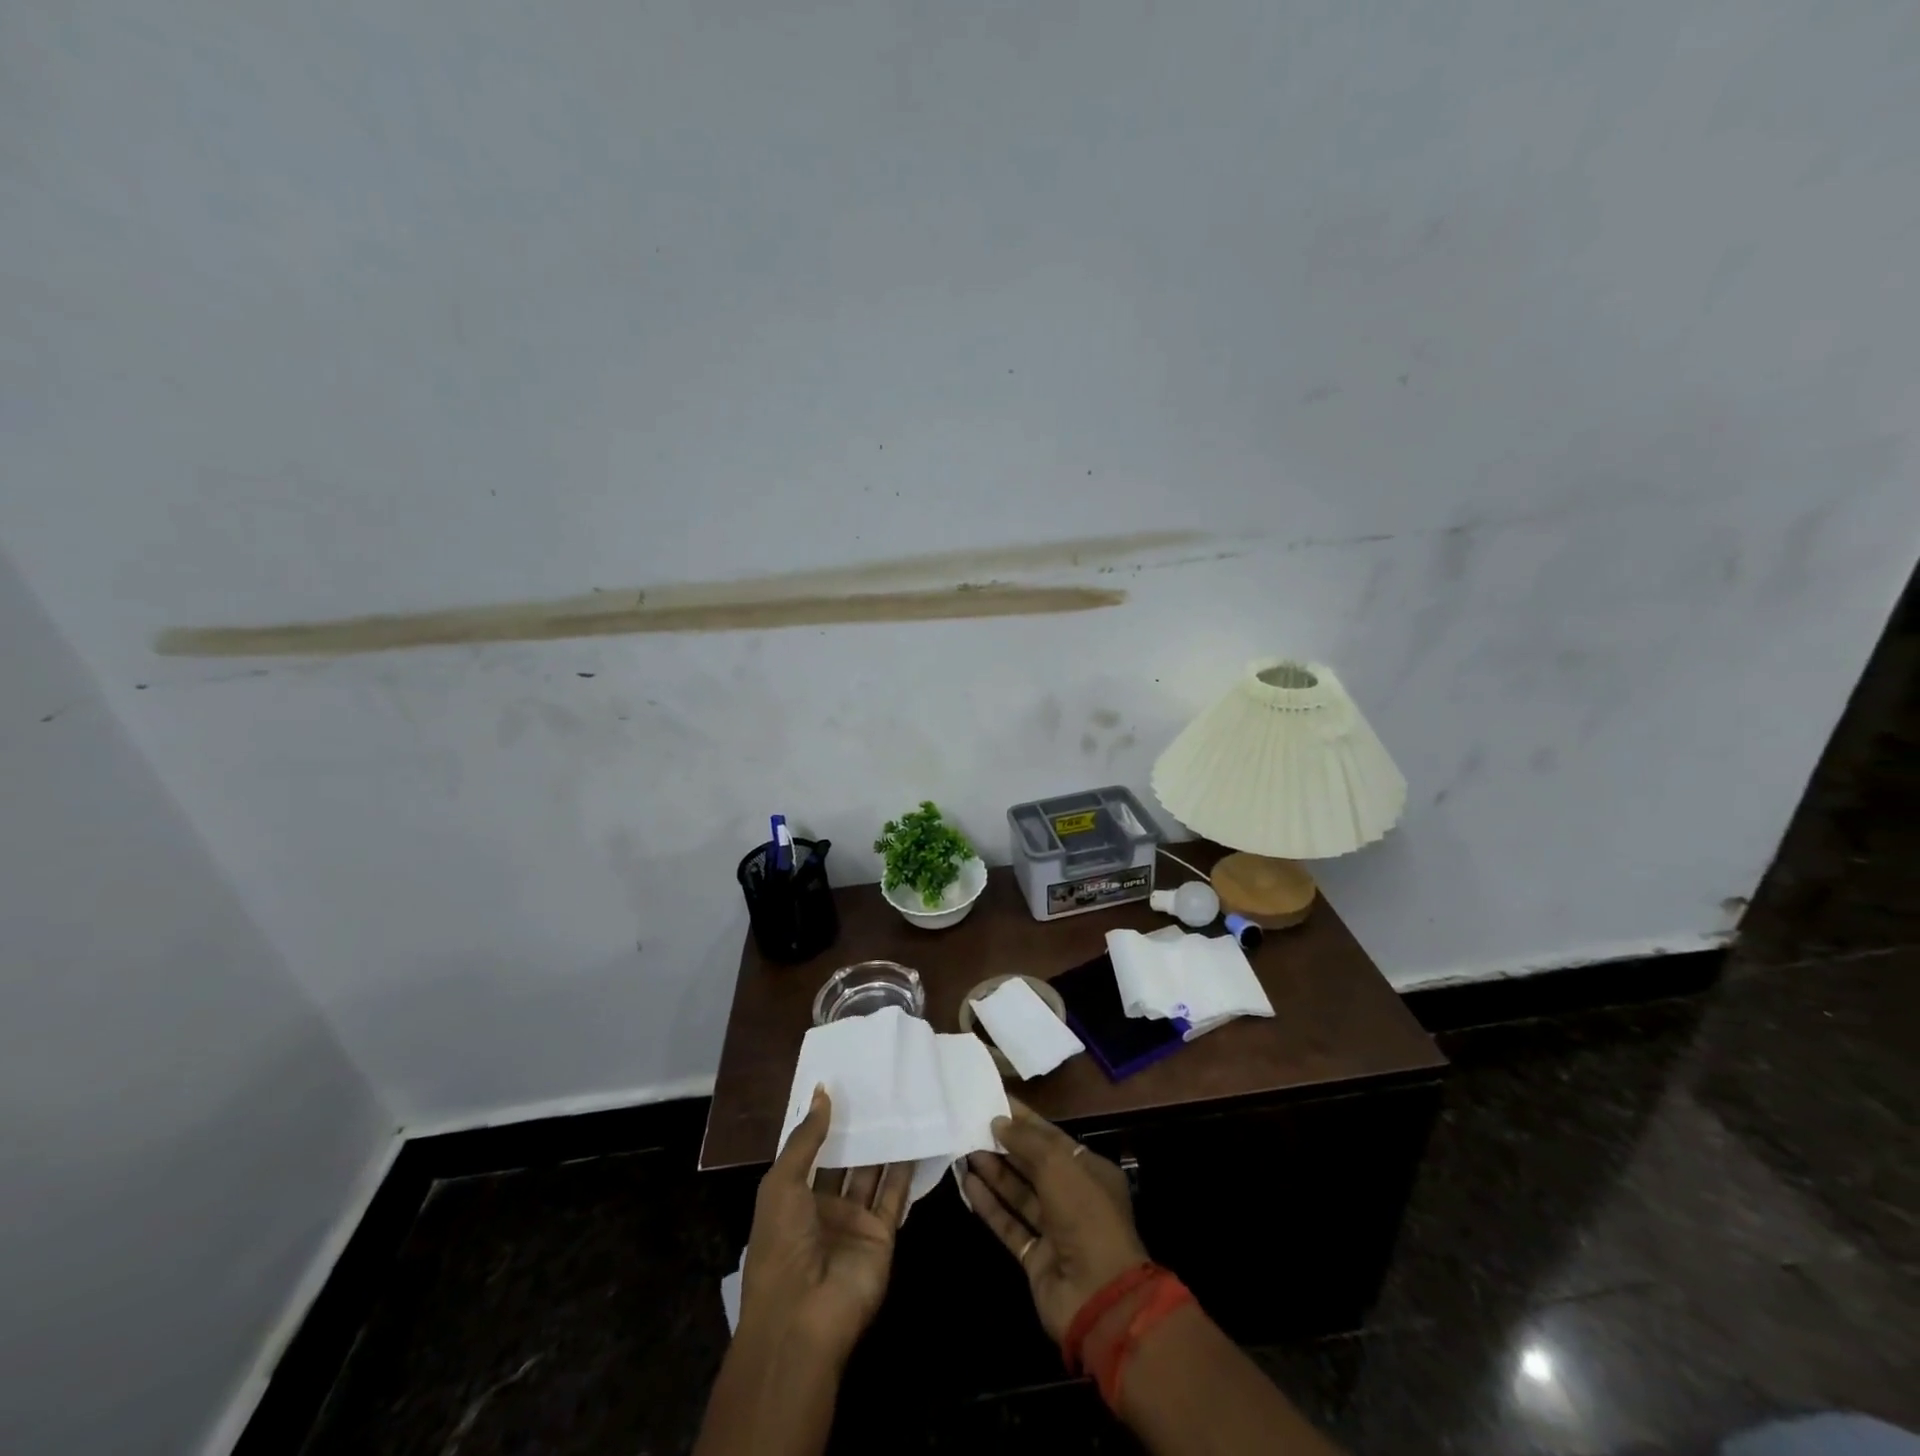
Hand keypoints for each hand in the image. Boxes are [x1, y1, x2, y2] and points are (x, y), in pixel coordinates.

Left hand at [738, 1086, 912, 1364]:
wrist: (802, 1319)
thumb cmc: (781, 1245)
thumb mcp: (781, 1184)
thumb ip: (806, 1139)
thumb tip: (823, 1091)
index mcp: (792, 1198)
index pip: (810, 1152)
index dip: (824, 1122)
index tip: (843, 1083)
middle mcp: (824, 1208)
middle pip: (844, 1161)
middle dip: (858, 1130)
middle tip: (877, 1086)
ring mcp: (854, 1222)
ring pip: (872, 1174)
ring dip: (883, 1144)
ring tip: (901, 1103)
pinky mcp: (881, 1235)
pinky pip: (895, 1196)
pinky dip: (906, 1170)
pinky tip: (917, 1138)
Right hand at [963, 1099, 1149, 1341]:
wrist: (1098, 1296)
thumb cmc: (1085, 1215)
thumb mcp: (1058, 1165)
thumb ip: (1027, 1141)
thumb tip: (999, 1122)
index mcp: (1090, 1170)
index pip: (1052, 1137)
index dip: (1024, 1120)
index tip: (995, 1102)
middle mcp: (1074, 1197)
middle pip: (1034, 1164)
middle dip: (1005, 1145)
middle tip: (972, 1124)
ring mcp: (1055, 1230)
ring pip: (1019, 1193)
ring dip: (994, 1172)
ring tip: (964, 1149)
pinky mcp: (1036, 1257)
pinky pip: (1010, 1223)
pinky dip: (990, 1205)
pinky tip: (968, 1184)